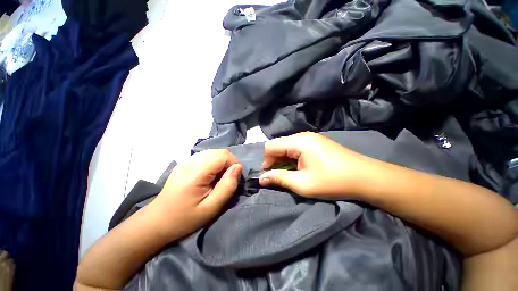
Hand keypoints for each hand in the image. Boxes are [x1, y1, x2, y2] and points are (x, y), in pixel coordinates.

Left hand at [149, 149, 241, 240]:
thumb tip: (238, 167)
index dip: (233, 164)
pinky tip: (208, 176)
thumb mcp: (211, 207)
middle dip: (228, 163)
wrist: (157, 221)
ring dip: (221, 163)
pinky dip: (213, 163)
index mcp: (196, 172)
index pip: (223, 155)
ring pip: (213, 152)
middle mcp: (190, 161)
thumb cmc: (185, 218)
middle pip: (219, 152)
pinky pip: (206, 156)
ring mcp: (186, 160)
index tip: (232, 179)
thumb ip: (227, 186)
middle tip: (225, 180)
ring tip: (217, 179)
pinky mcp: (185, 163)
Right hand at [259, 132, 375, 198]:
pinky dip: (292, 158)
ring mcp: (310, 138)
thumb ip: (279, 178)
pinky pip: (296, 148)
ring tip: (288, 174)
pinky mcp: (316, 143)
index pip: (271, 146)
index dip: (266, 161)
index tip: (269, 175)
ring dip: (283, 160)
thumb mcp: (303, 183)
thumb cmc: (333, 181)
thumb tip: (261, 179)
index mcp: (298, 141)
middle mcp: (303, 136)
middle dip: (274, 161)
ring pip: (287, 147)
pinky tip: (298, 168)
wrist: (366, 177)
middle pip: (279, 145)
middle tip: (278, 177)